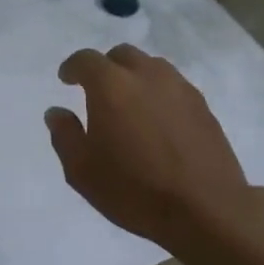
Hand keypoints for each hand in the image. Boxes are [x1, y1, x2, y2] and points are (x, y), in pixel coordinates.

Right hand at [45, 45, 263, 255]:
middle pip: (122, 55)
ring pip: (151, 66)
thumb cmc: (134, 190)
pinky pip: (173, 86)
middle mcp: (146, 75)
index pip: (86, 60)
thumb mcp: (82, 171)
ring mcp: (179, 88)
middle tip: (98, 92)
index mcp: (111, 85)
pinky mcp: (203, 105)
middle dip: (105, 67)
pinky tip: (158, 120)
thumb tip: (57, 112)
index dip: (72, 67)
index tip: (66, 80)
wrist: (206, 209)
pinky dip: (159, 93)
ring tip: (130, 104)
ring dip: (135, 77)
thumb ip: (64, 135)